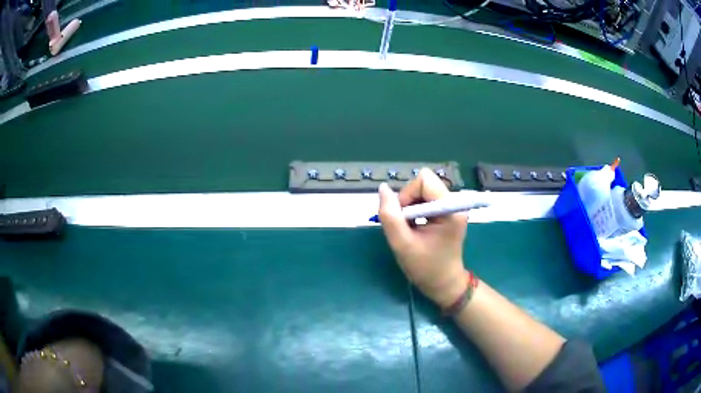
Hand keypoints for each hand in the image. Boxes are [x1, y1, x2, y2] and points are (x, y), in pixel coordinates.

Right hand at [378, 168, 468, 307]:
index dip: (407, 194)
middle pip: (423, 183)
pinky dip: (416, 209)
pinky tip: (416, 226)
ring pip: (423, 189)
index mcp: (450, 209)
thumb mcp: (402, 244)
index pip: (424, 179)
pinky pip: (426, 198)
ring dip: (411, 206)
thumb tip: (383, 188)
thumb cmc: (425, 268)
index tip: (403, 218)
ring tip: (411, 227)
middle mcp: (454, 202)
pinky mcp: (448, 210)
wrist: (444, 283)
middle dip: (408, 200)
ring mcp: (452, 206)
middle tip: (406, 225)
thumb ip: (390, 216)